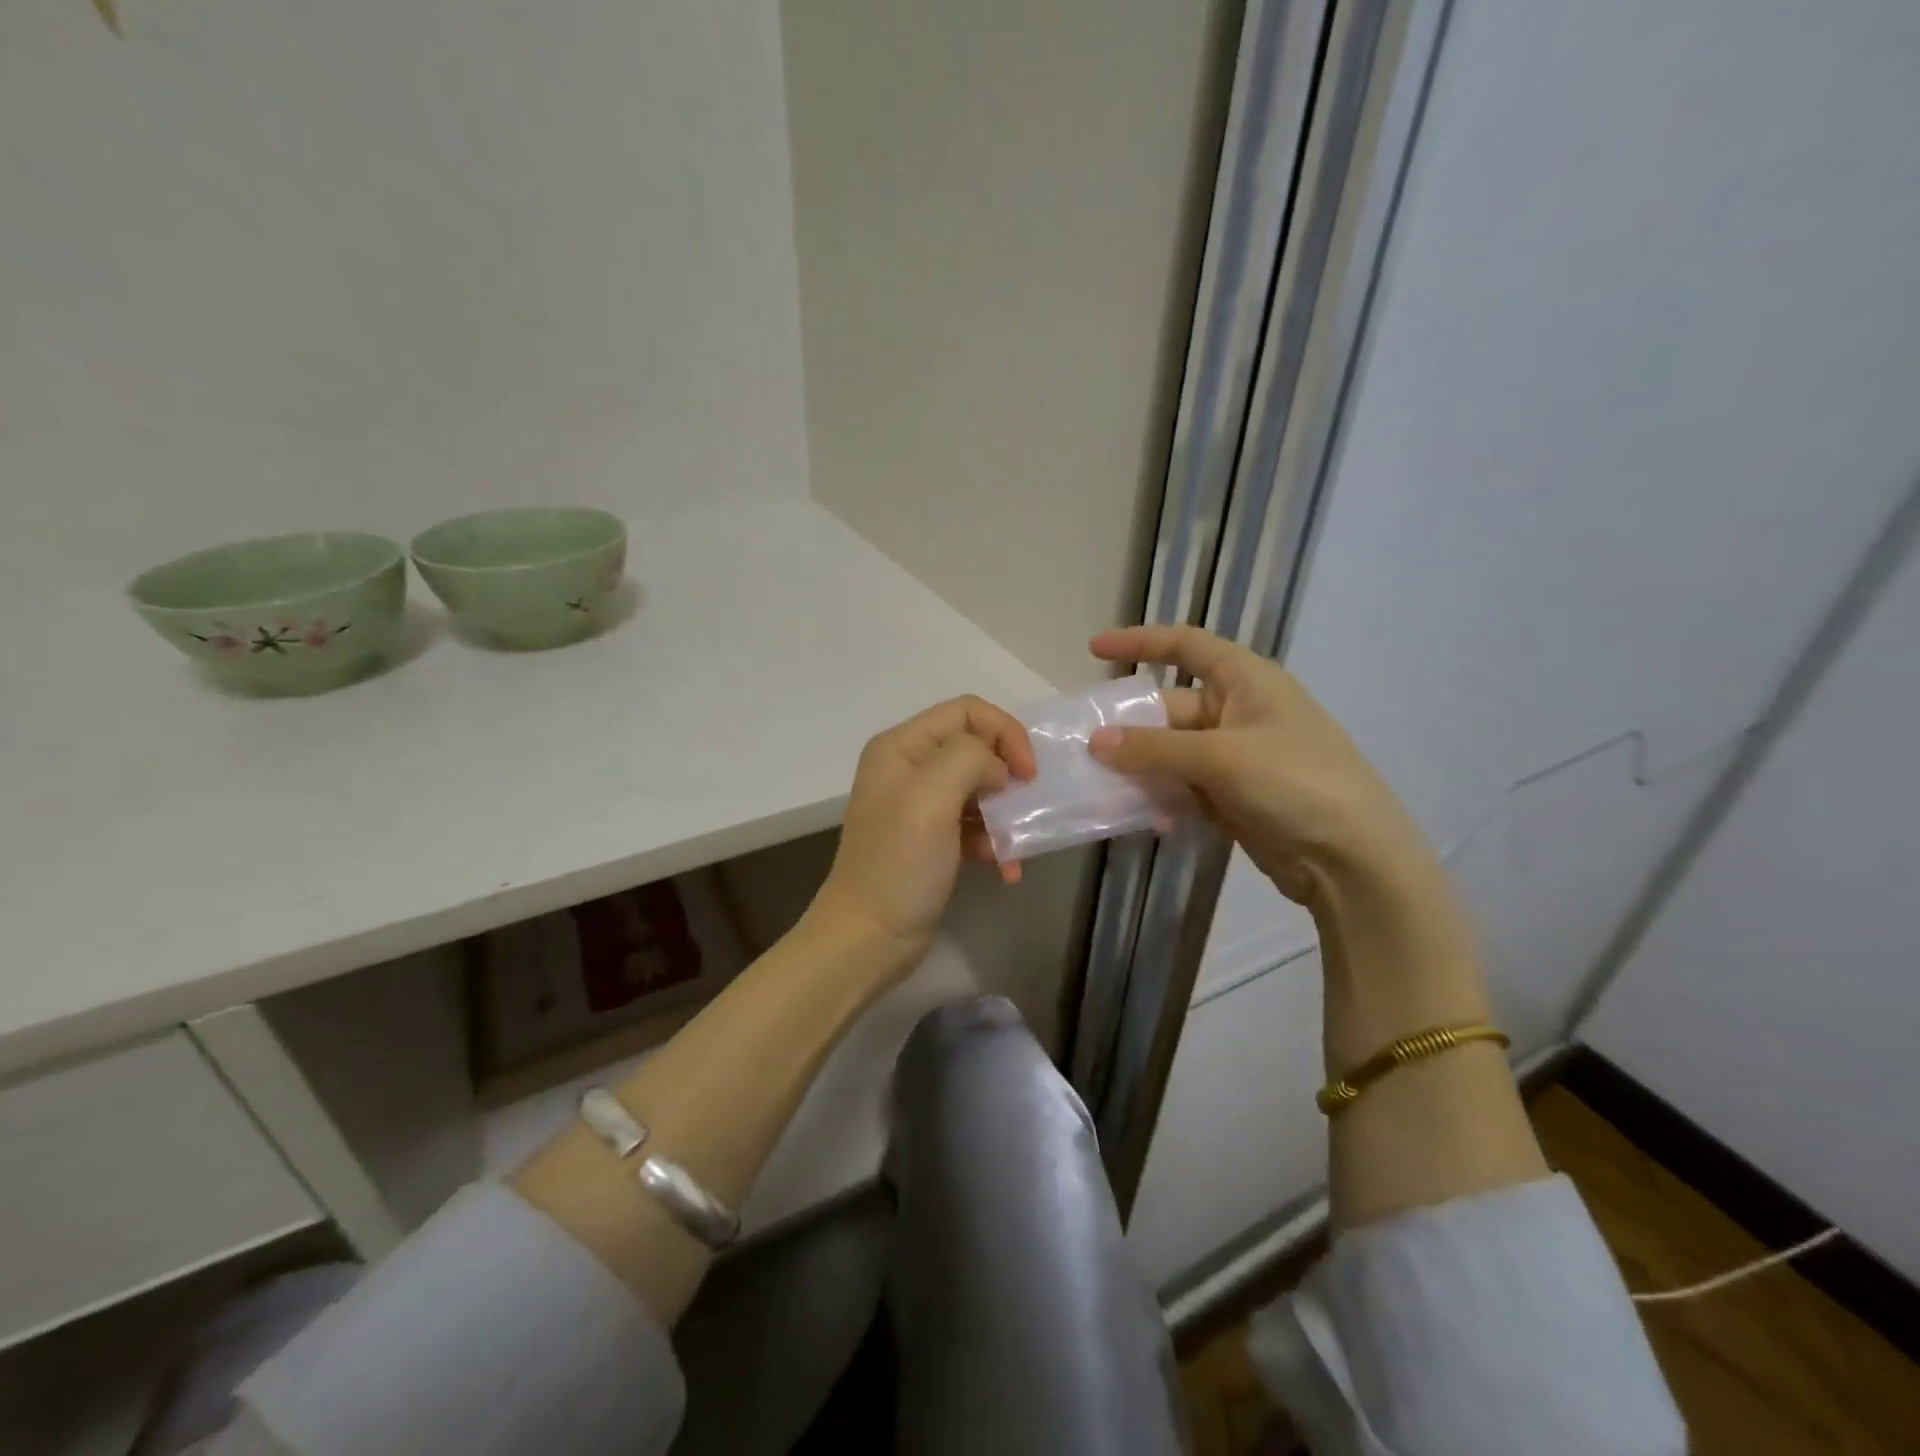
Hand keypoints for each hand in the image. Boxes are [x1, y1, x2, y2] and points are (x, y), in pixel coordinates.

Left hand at [812, 696, 1036, 971]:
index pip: (967, 711)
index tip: (1027, 774)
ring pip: (981, 788)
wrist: (868, 938)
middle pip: (977, 748)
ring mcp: (921, 805)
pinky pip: (976, 824)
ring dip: (1006, 815)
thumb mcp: (930, 799)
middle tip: (1026, 808)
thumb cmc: (898, 864)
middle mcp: (910, 767)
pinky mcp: (934, 839)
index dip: (1005, 733)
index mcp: (902, 747)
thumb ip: (968, 760)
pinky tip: (1005, 869)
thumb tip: (997, 768)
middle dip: (1008, 776)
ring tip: (1014, 848)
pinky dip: (995, 842)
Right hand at [1087, 625, 1438, 908]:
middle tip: (1084, 746)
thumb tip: (1096, 742)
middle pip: (1169, 708)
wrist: (1353, 860)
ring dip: (1139, 768)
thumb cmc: (1295, 783)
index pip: (1186, 646)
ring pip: (1170, 753)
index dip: (1140, 642)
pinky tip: (1145, 818)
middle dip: (1130, 727)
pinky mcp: (1232, 797)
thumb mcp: (1222, 757)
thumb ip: (1155, 749)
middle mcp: (1239, 712)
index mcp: (1247, 681)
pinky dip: (1161, 798)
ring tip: (1101, 786)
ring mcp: (1236, 757)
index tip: (1094, 649)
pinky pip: (1182, 787)